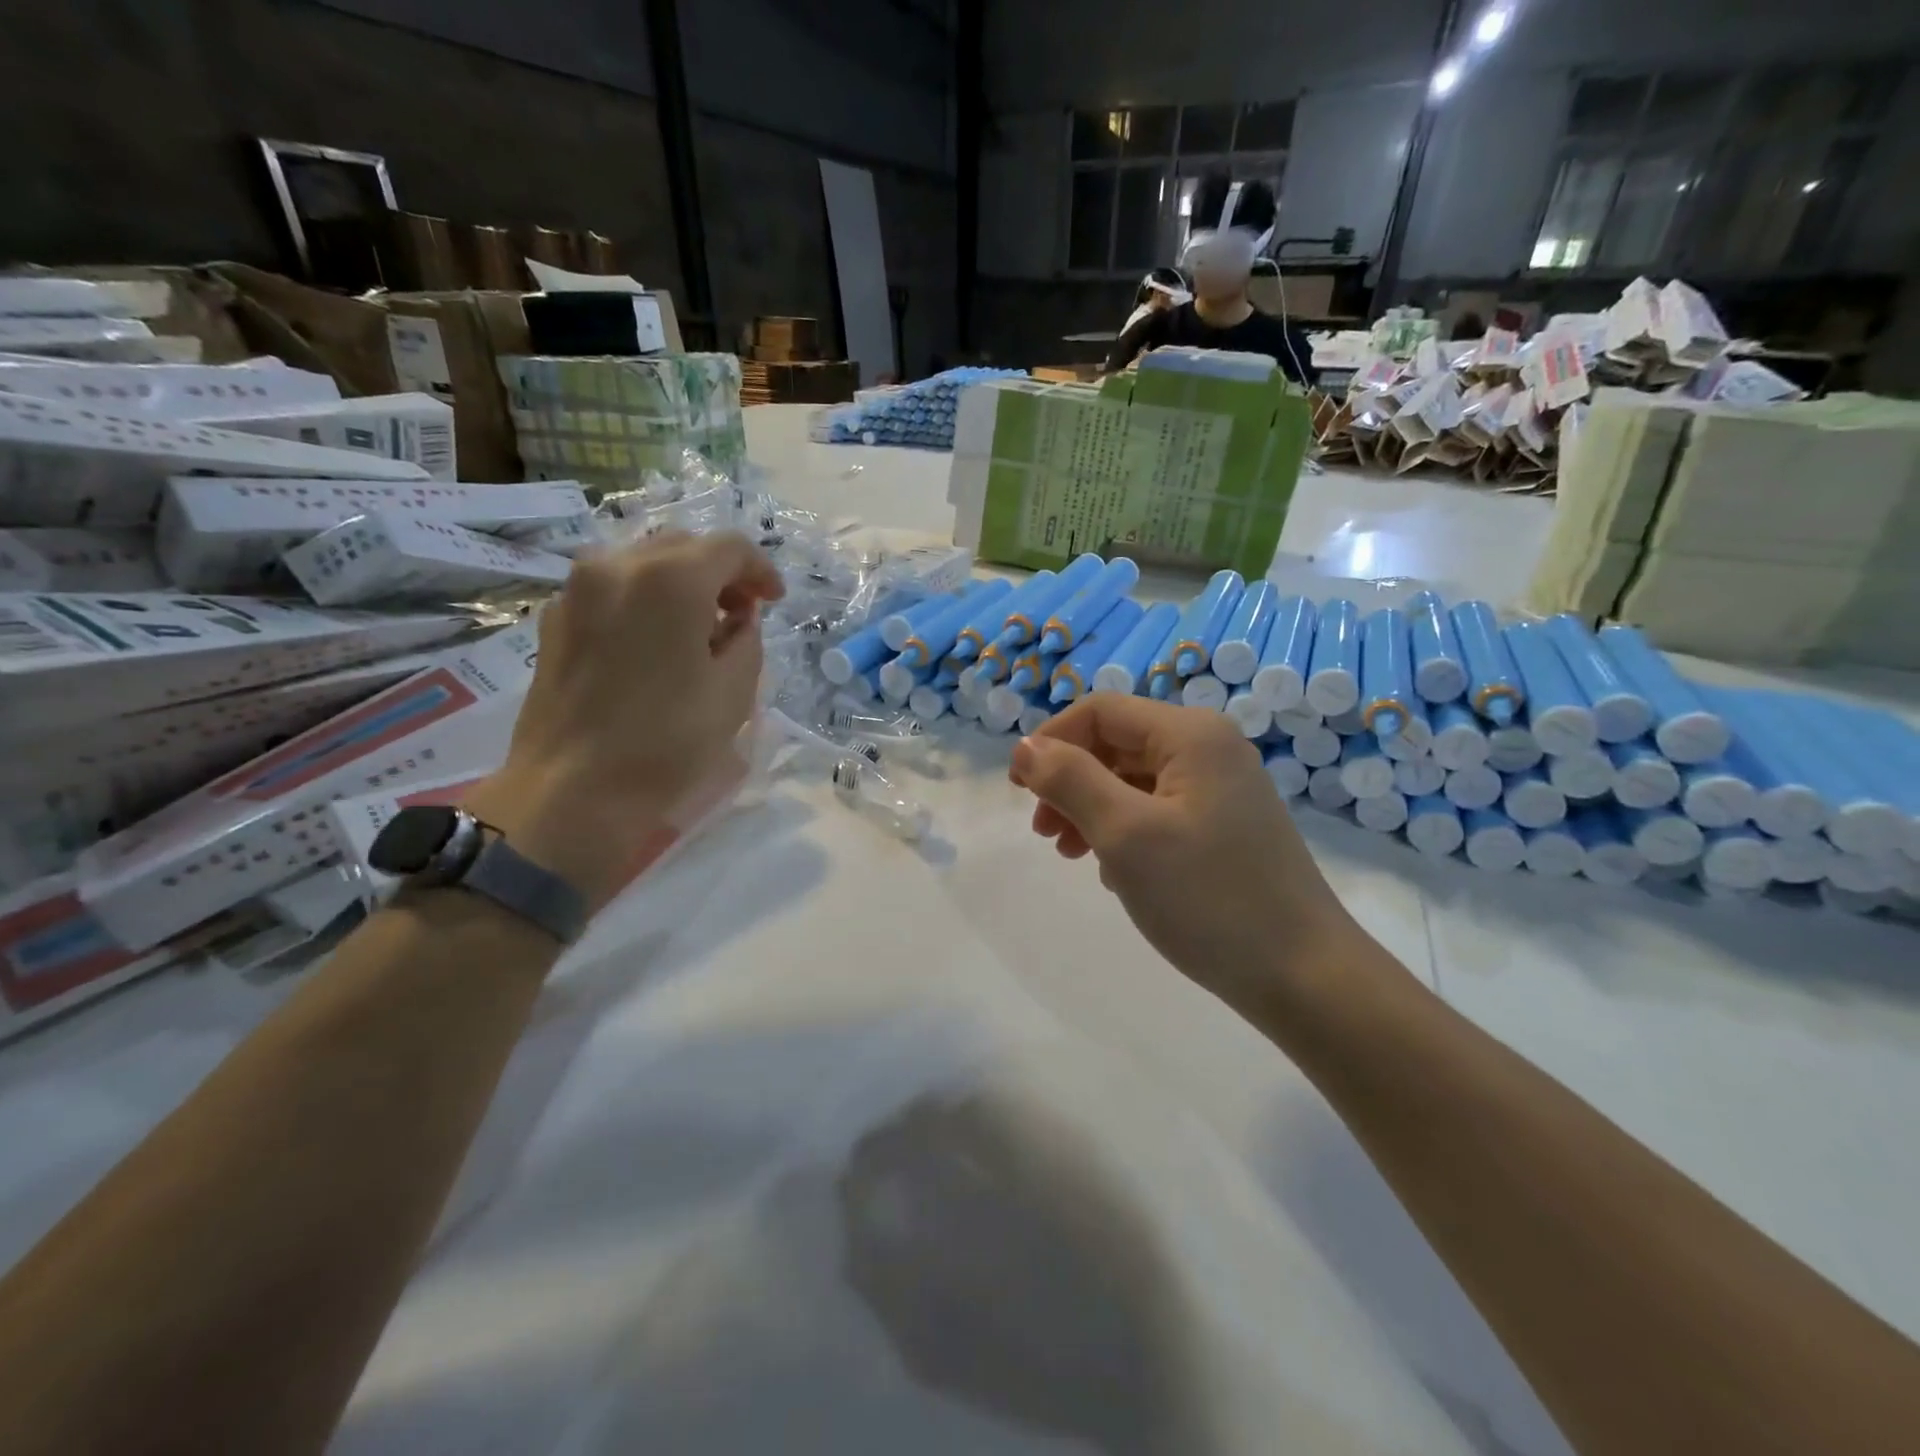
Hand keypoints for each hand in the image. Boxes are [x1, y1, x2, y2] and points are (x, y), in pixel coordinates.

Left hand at [465, 531, 784, 910]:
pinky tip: (655, 644)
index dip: (761, 570)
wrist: (572, 792)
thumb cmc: (666, 742)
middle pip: (683, 547)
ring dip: (681, 584)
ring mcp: (577, 590)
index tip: (774, 603)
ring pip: (643, 562)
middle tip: (741, 614)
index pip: (729, 547)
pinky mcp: (554, 619)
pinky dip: (643, 600)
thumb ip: (747, 638)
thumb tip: (737, 617)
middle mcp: (617, 565)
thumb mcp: (734, 692)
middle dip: (720, 574)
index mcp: (669, 579)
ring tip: (698, 630)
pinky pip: (611, 589)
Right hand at [1009, 696, 1357, 1014]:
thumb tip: (1025, 746)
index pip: (1100, 712)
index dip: (1051, 741)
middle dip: (1070, 781)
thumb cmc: (1208, 897)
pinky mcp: (1225, 826)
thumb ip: (1069, 780)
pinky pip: (1158, 810)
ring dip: (1091, 808)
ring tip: (1070, 853)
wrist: (1304, 976)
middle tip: (1044, 832)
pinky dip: (1124, 830)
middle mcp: (1210, 748)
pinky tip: (1114, 871)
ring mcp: (1222, 789)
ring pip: (1134, 780)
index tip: (1019, 791)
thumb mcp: (1125, 834)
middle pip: (1116, 744)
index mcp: (1190, 734)